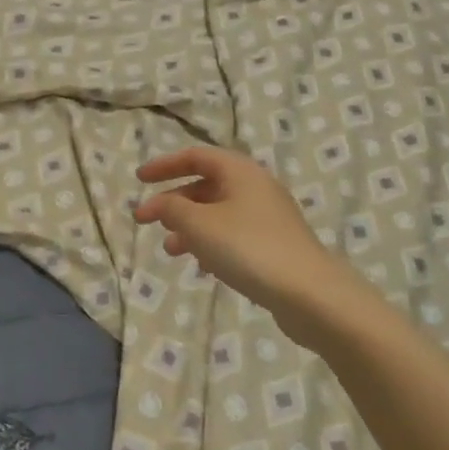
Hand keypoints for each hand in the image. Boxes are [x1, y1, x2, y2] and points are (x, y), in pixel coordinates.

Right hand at [134, 147, 356, 348]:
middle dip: (173, 202)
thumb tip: (159, 203)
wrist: (309, 293)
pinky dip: (210, 243)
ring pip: (217, 213)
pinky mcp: (274, 244)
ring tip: (170, 250)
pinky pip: (232, 234)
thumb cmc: (248, 248)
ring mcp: (268, 217)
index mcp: (240, 171)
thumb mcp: (200, 225)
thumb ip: (172, 209)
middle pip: (205, 185)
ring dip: (189, 227)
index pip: (195, 156)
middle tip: (147, 222)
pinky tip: (202, 266)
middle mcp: (256, 187)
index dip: (164, 165)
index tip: (139, 180)